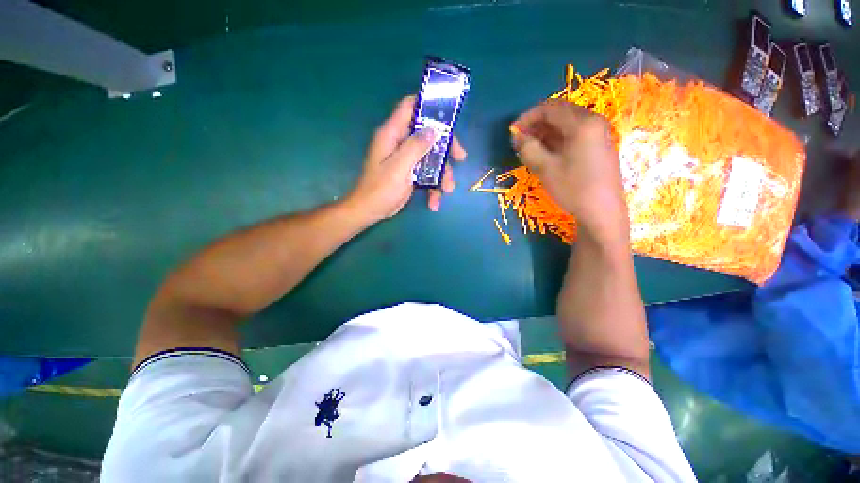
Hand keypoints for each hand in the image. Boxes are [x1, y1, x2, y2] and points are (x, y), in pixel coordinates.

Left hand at [348, 96, 466, 221]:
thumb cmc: (380, 189)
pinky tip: (433, 203)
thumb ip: (415, 147)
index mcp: (393, 134)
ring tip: (447, 190)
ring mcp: (406, 159)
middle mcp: (401, 143)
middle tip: (460, 157)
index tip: (449, 116)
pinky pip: (427, 174)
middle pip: (428, 134)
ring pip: (431, 157)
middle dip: (445, 147)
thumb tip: (434, 130)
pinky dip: (433, 187)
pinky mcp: (410, 173)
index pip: (409, 107)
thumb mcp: (399, 167)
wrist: (370, 211)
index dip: (428, 105)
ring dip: (442, 174)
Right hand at [511, 100, 627, 243]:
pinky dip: (557, 140)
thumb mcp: (545, 168)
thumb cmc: (573, 188)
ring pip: (566, 124)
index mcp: (582, 122)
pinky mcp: (598, 146)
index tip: (513, 131)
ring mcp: (598, 134)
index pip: (550, 108)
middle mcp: (593, 122)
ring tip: (529, 148)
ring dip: (545, 132)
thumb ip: (528, 148)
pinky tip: (546, 153)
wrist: (602, 211)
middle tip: (520, 140)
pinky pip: (574, 135)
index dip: (528, 117)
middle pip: (559, 113)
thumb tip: (517, 136)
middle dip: (536, 124)